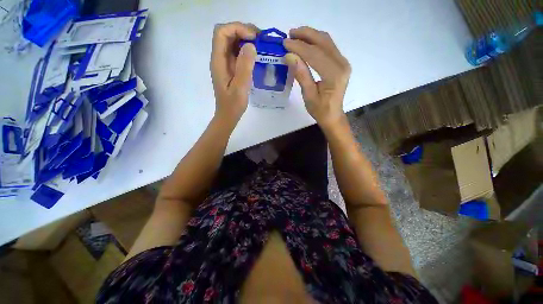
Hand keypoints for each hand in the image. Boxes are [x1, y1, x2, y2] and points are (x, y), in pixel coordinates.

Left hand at [210, 22, 257, 125]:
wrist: (228, 115)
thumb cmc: (233, 105)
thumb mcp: (240, 88)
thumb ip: (244, 67)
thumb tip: (251, 45)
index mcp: (218, 61)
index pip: (222, 33)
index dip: (237, 29)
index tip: (254, 38)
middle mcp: (219, 58)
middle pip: (227, 34)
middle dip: (243, 31)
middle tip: (260, 40)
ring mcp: (225, 63)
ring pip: (232, 42)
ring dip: (246, 39)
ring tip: (261, 45)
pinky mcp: (231, 68)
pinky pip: (237, 53)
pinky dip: (247, 50)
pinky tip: (256, 56)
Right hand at [284, 27, 350, 128]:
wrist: (332, 115)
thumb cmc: (320, 110)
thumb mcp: (308, 95)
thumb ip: (301, 74)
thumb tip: (289, 56)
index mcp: (334, 75)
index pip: (315, 54)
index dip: (299, 47)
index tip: (285, 43)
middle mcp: (342, 64)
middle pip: (323, 42)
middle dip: (305, 35)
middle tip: (289, 34)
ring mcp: (343, 62)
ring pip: (326, 41)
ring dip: (310, 36)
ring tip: (295, 36)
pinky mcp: (340, 63)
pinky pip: (328, 46)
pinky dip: (316, 42)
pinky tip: (306, 42)